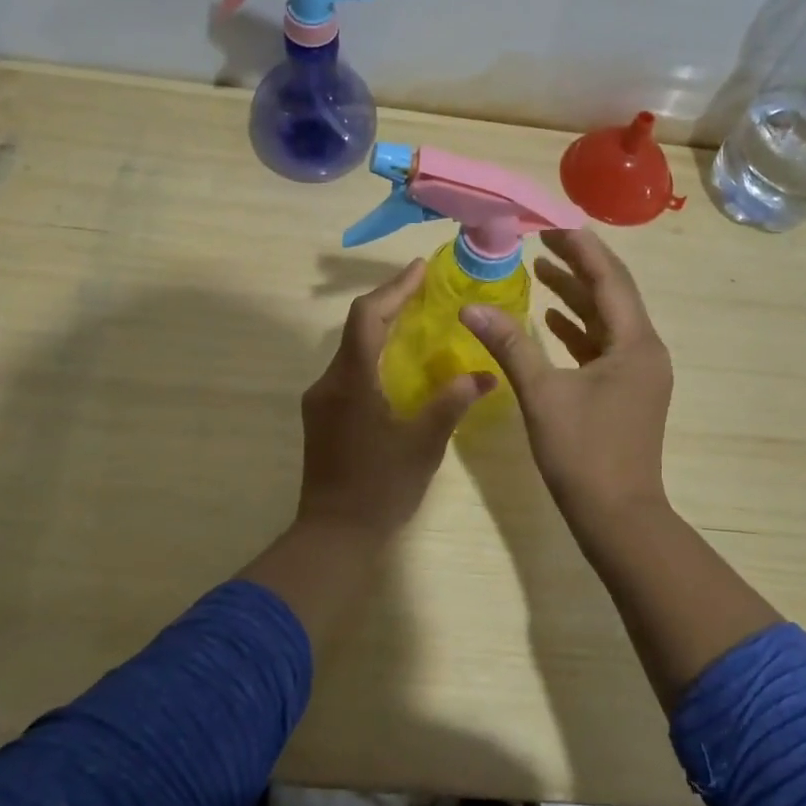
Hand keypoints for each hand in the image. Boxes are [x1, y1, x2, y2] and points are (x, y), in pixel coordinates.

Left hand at [295, 258, 495, 536]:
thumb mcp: (423, 445)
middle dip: (391, 304)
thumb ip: (452, 403)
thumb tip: (485, 374)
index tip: (421, 269)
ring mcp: (320, 400)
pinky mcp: (322, 417)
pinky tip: (400, 367)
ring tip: (419, 322)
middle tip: (427, 291)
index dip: (394, 288)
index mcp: (351, 380)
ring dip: (382, 331)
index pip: (368, 316)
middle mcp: (328, 382)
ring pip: (352, 350)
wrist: (333, 535)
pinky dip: (374, 357)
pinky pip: (349, 371)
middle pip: (358, 327)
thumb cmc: (380, 488)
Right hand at [459, 230, 672, 528]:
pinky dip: (578, 330)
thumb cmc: (583, 454)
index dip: (580, 248)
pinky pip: (602, 347)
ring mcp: (638, 373)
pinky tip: (550, 321)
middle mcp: (644, 350)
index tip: (550, 223)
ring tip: (540, 271)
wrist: (618, 518)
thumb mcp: (542, 395)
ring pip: (606, 321)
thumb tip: (470, 308)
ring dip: (575, 297)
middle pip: (612, 294)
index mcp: (634, 344)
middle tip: (541, 240)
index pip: (609, 278)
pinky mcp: (626, 391)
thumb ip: (509, 345)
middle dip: (578, 265)